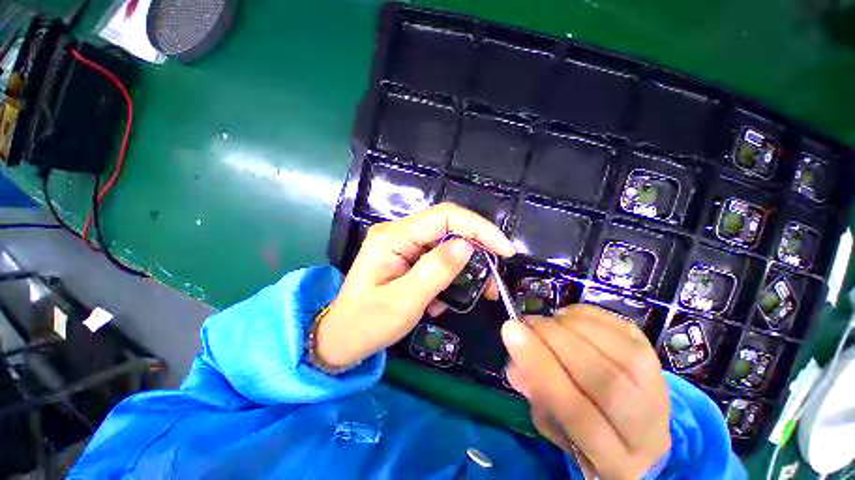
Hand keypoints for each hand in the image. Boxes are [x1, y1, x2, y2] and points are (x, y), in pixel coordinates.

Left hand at [316, 203, 514, 368]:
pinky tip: (448, 297)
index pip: (444, 217)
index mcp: (393, 237)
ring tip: (480, 292)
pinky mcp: (409, 256)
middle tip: (494, 278)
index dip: (478, 228)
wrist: (343, 337)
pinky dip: (452, 275)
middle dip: (478, 249)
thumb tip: (466, 246)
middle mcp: (399, 233)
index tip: (504, 250)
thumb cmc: (367, 324)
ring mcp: (404, 244)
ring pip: (447, 244)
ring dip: (467, 266)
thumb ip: (434, 272)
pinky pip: (439, 258)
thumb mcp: (403, 302)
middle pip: (449, 228)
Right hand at [502, 305, 670, 479]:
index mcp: (614, 460)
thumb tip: (516, 365)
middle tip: (526, 322)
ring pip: (615, 349)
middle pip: (602, 378)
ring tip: (546, 322)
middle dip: (553, 339)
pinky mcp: (657, 358)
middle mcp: (646, 428)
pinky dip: (586, 316)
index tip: (511, 331)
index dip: (541, 367)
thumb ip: (536, 398)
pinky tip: (568, 319)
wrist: (641, 436)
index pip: (577, 413)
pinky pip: (621, 327)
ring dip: (569, 325)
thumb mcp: (555, 428)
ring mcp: (658, 388)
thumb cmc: (588, 436)